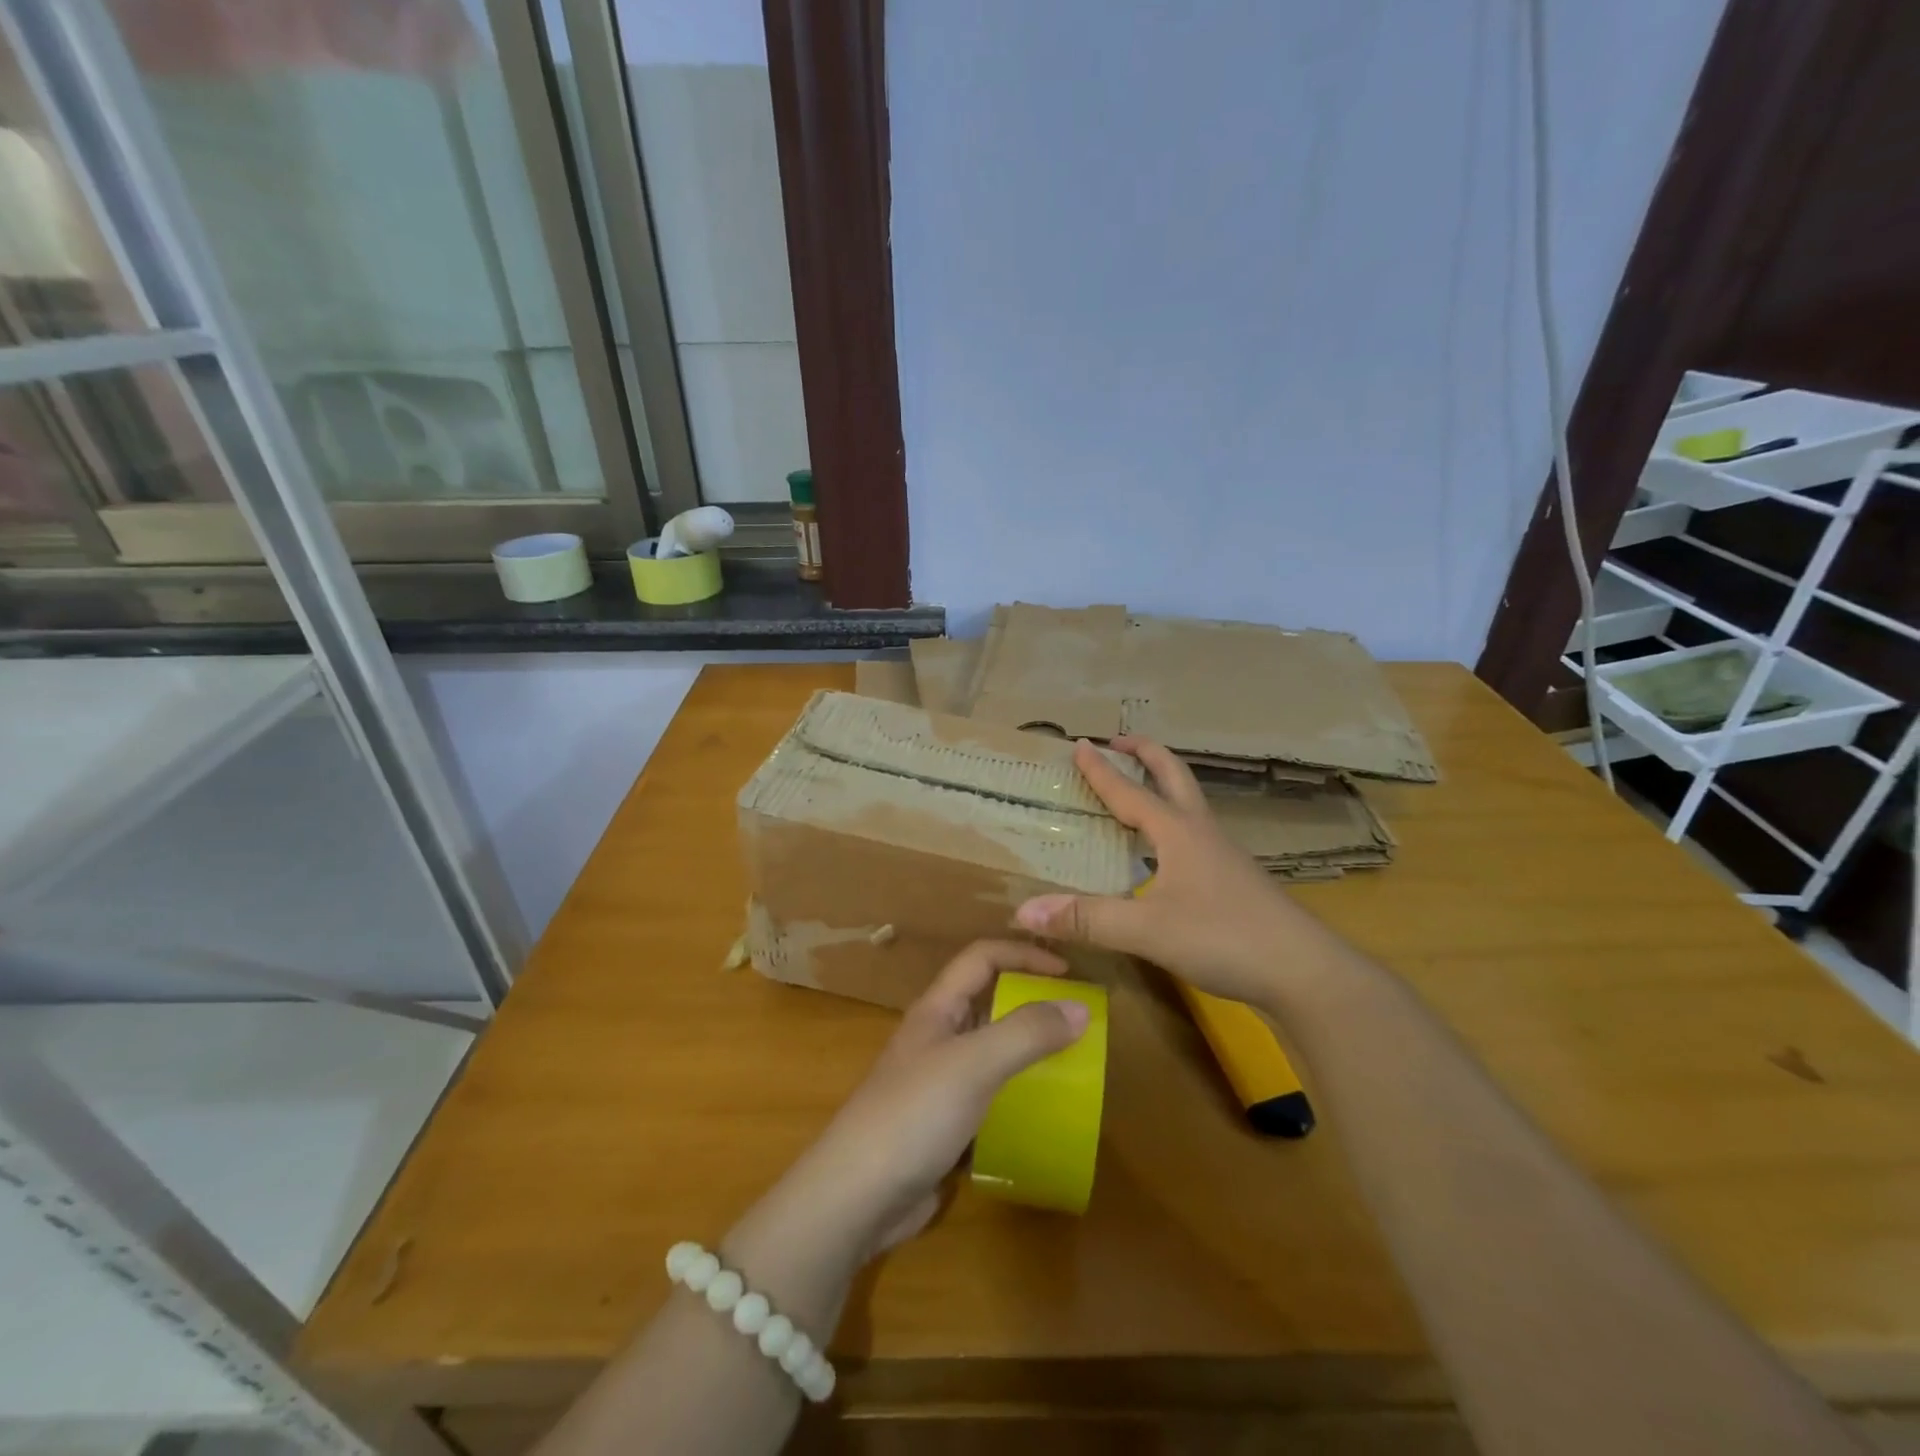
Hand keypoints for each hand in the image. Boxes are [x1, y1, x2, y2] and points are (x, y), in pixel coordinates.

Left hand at [773, 940, 1089, 1259]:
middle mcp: (938, 1037)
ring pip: (992, 1051)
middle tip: (1079, 1020)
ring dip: (1028, 1050)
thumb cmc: (912, 1115)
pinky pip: (991, 1096)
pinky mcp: (945, 1126)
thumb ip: (1026, 1032)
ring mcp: (939, 1083)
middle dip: (1032, 1001)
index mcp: (937, 1009)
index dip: (1024, 954)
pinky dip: (1018, 1095)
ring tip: (1074, 1064)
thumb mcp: (973, 1064)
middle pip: (989, 1001)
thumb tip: (1080, 1008)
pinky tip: (1045, 1113)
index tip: (1070, 973)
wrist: (855, 1199)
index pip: (982, 958)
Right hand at [1014, 737, 1316, 1006]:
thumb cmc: (1225, 937)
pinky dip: (1173, 821)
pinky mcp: (1235, 880)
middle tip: (1120, 740)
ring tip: (1138, 787)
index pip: (1131, 791)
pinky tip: (1165, 851)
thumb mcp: (1148, 930)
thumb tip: (1023, 911)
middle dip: (1146, 753)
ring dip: (1162, 784)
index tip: (1080, 743)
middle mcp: (1202, 833)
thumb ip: (1087, 919)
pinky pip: (1196, 834)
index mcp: (1179, 832)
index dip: (1102, 769)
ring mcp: (1223, 856)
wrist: (1304, 972)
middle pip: (1174, 776)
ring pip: (1189, 804)